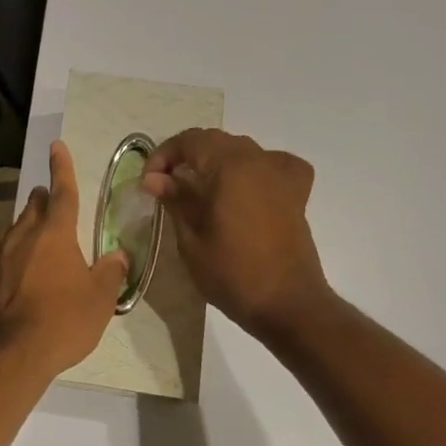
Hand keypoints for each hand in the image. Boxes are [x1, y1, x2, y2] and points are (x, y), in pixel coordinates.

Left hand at [0, 141, 127, 376]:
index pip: (63, 193)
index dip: (61, 168)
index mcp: (55, 235)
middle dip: (41, 203)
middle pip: (32, 209)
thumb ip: (110, 273)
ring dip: (16, 233)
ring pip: (5, 233)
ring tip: (25, 242)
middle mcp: (21, 237)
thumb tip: (117, 256)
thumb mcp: (100, 300)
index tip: (56, 146)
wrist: (12, 355)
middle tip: (49, 207)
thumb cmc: (64, 322)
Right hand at [142, 128, 329, 338]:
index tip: (149, 181)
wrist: (287, 304)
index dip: (164, 155)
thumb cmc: (233, 273)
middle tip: (165, 184)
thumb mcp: (192, 238)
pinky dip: (255, 167)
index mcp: (230, 166)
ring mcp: (281, 174)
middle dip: (186, 156)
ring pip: (241, 150)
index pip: (190, 141)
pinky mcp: (296, 192)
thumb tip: (153, 178)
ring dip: (216, 161)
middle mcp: (258, 160)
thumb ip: (175, 200)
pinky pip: (273, 164)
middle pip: (215, 141)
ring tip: (198, 186)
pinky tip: (246, 184)